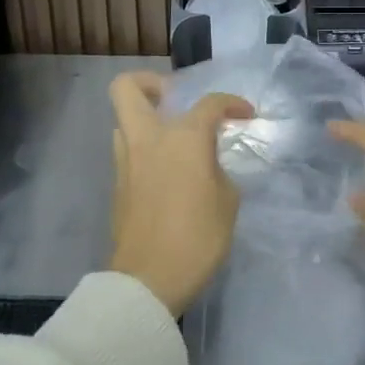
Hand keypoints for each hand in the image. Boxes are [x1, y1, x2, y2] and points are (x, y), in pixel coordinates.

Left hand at [108, 72, 253, 315]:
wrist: (149, 280)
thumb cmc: (196, 238)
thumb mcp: (227, 202)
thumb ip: (217, 170)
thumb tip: (206, 165)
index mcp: (182, 137)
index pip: (210, 103)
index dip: (232, 103)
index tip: (245, 115)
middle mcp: (148, 139)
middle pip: (128, 88)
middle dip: (150, 83)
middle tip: (175, 100)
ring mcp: (127, 160)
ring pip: (124, 120)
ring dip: (146, 120)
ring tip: (174, 141)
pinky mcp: (118, 184)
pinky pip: (128, 150)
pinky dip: (146, 149)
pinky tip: (168, 171)